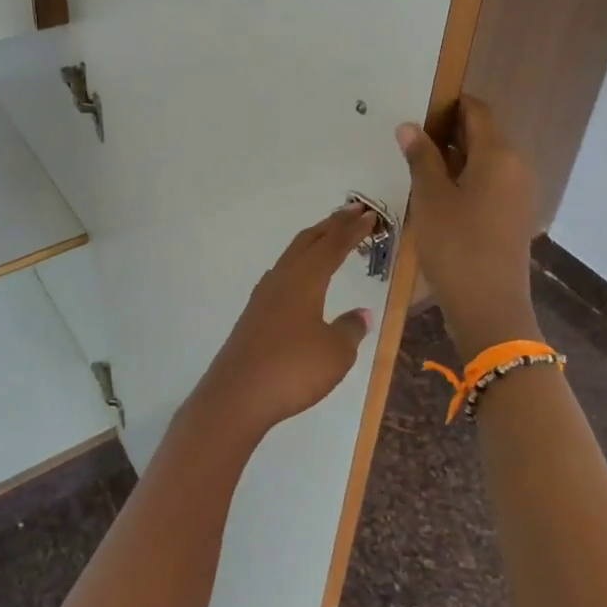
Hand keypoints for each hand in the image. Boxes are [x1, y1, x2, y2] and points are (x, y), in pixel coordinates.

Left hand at [191, 205, 376, 441]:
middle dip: (331, 225)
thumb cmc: (293, 369)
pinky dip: (298, 264)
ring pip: (292, 256)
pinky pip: (282, 275)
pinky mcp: (254, 315)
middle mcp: (282, 279)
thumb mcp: (335, 352)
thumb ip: (350, 329)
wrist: (237, 394)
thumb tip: (361, 313)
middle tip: (352, 212)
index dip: (352, 231)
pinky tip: (299, 277)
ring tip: (328, 236)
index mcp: (305, 280)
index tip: (369, 216)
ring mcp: (264, 296)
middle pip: (308, 242)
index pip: (333, 246)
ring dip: (313, 242)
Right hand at [396, 96, 542, 356]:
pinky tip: (436, 196)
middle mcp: (516, 167)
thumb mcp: (431, 198)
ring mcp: (518, 194)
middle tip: (408, 141)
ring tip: (416, 168)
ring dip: (453, 158)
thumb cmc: (456, 246)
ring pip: (484, 161)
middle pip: (482, 134)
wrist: (489, 307)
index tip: (417, 109)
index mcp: (499, 155)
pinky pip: (489, 183)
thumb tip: (409, 126)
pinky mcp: (513, 216)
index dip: (449, 104)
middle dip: (446, 132)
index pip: (477, 111)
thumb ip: (421, 157)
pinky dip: (464, 180)